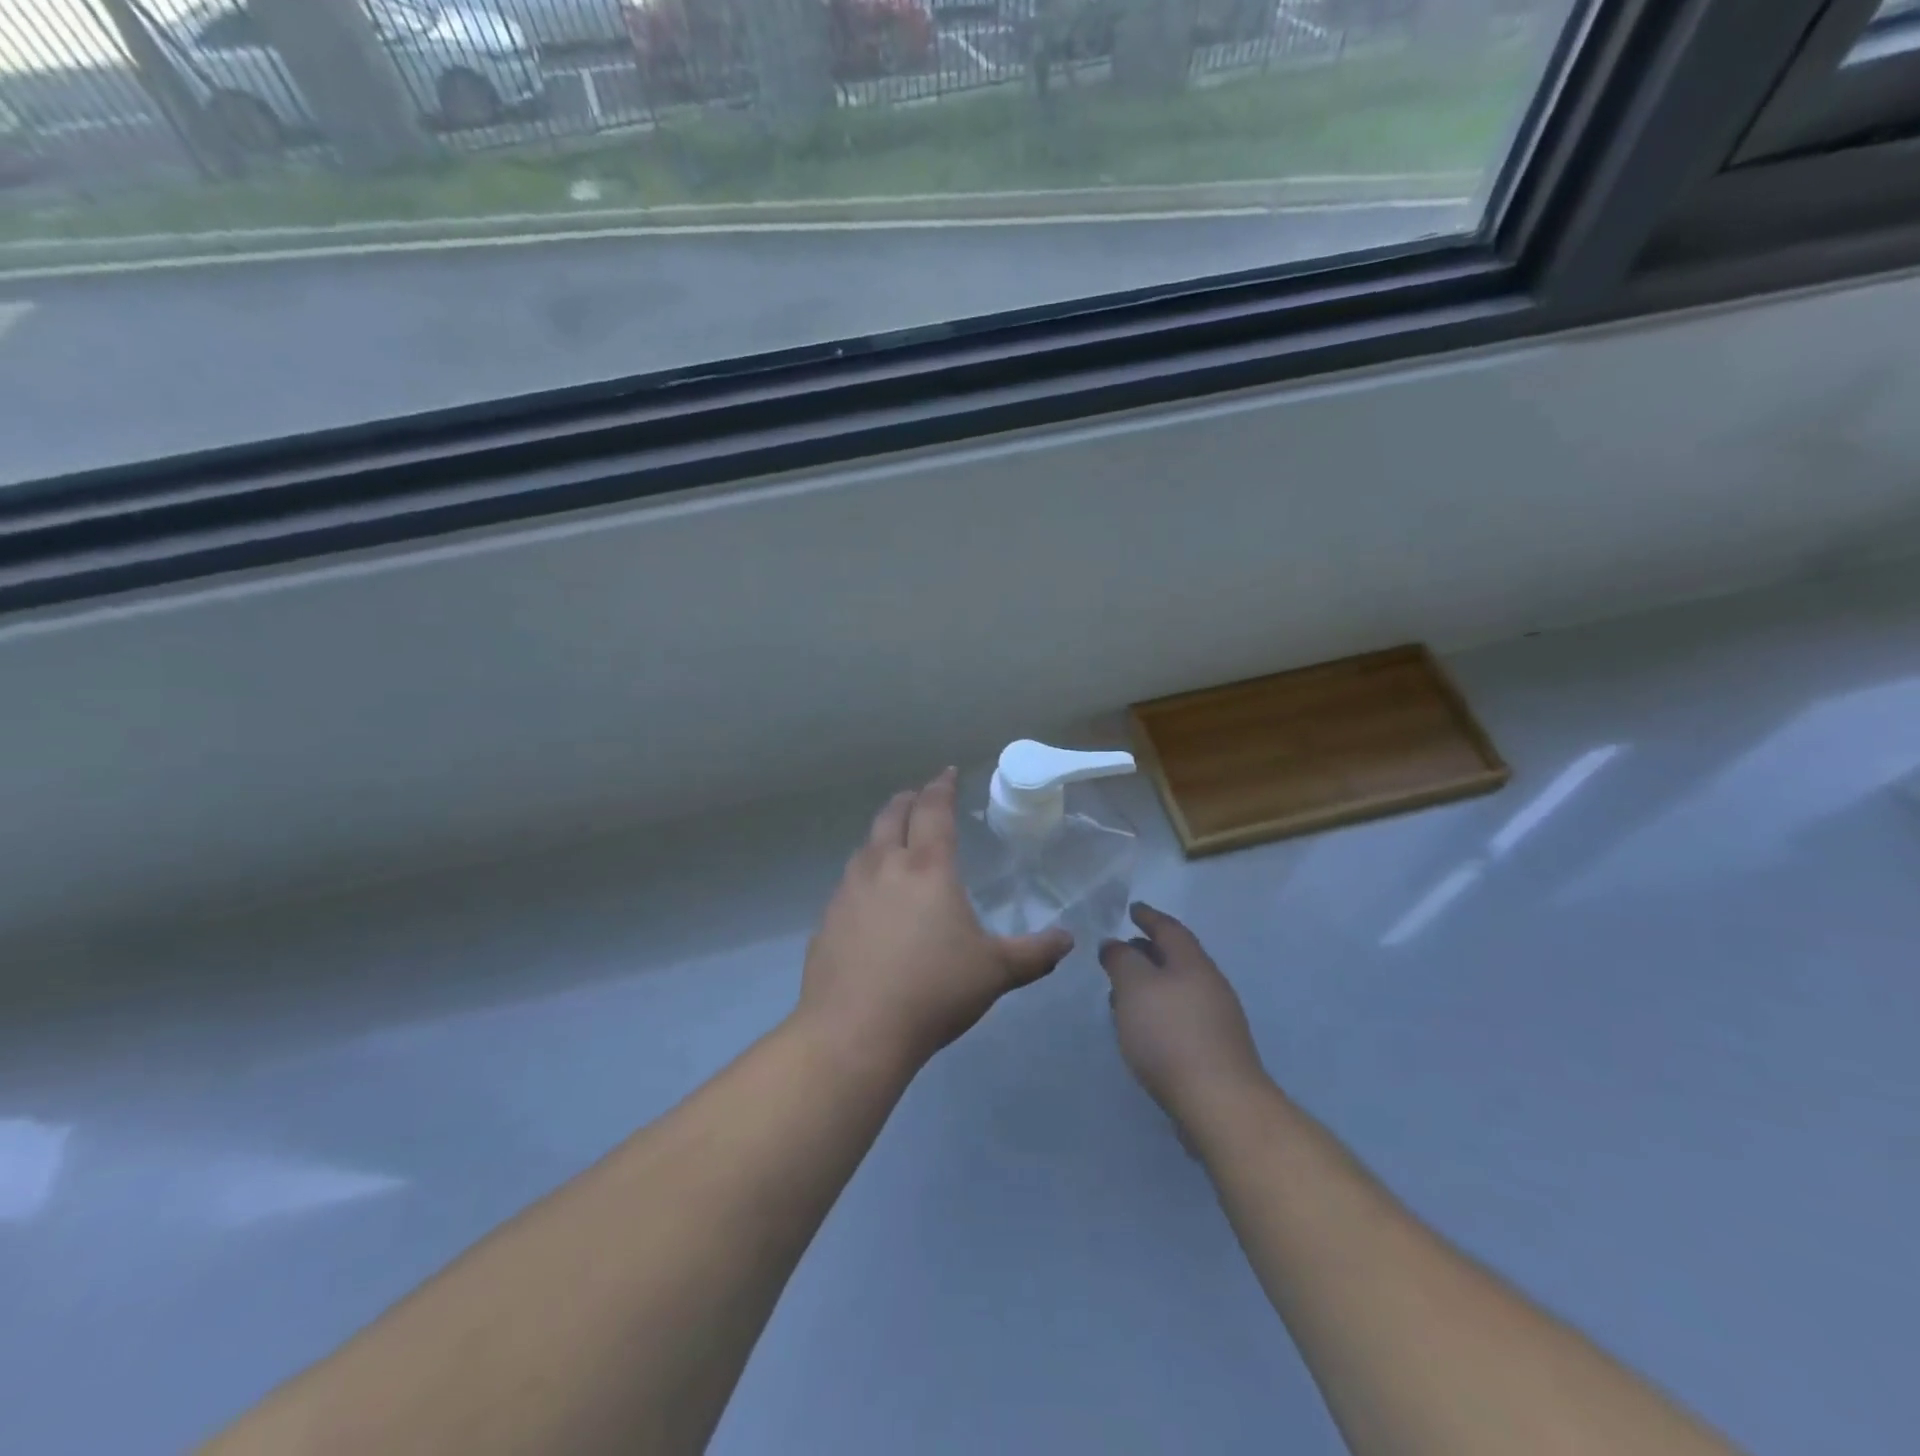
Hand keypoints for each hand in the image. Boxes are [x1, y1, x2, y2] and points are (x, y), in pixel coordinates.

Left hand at [797, 769, 1073, 1067]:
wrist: (854, 1031)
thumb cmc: (933, 991)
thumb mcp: (995, 972)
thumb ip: (1034, 953)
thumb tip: (1067, 940)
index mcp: (927, 867)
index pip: (934, 810)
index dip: (942, 787)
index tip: (947, 772)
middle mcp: (884, 866)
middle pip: (892, 815)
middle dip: (908, 800)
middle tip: (919, 797)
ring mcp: (849, 891)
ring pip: (866, 846)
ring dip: (883, 833)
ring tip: (895, 841)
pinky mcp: (828, 919)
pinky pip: (849, 881)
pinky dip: (864, 872)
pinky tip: (871, 898)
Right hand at [1099, 903, 1267, 1126]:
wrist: (1219, 1104)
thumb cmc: (1170, 1034)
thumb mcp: (1134, 986)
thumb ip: (1121, 960)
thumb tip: (1115, 944)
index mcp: (1193, 963)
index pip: (1169, 929)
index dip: (1149, 917)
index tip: (1132, 909)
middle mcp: (1209, 985)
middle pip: (1176, 958)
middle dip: (1148, 951)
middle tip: (1122, 949)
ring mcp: (1216, 1020)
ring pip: (1178, 989)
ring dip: (1151, 984)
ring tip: (1122, 991)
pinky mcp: (1214, 1052)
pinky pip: (1180, 1017)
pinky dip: (1158, 1012)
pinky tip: (1142, 1028)